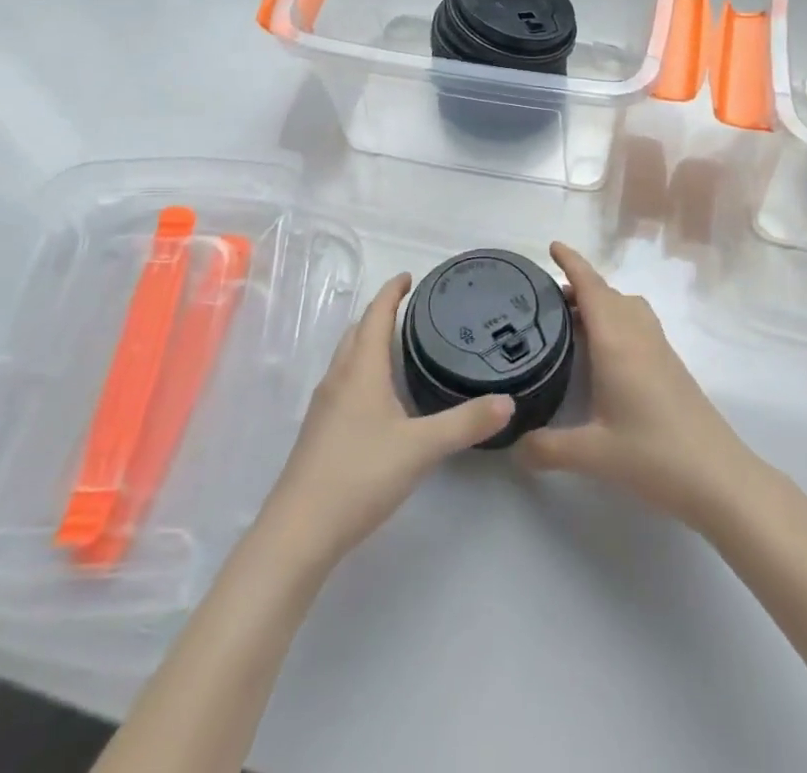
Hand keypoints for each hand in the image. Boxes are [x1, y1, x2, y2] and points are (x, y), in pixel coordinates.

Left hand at [257, 272, 513, 568]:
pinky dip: (363, 371)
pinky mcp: (319, 431)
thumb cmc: (359, 475)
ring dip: (369, 342)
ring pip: (348, 358)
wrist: (299, 531)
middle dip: (381, 314)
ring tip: (401, 347)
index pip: (375, 315)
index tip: (410, 277)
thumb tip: (508, 402)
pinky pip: (344, 382)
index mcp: (360, 369)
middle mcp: (338, 378)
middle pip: (357, 331)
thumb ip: (465, 423)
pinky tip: (381, 398)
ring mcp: (324, 406)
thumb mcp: (421, 448)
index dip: (392, 292)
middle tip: (413, 310)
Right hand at [517, 243, 761, 531]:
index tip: (553, 246)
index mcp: (617, 342)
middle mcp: (638, 335)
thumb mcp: (593, 455)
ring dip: (600, 303)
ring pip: (626, 307)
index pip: (591, 288)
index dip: (572, 263)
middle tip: (546, 299)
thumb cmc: (655, 456)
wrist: (719, 478)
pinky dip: (616, 320)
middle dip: (579, 286)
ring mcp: (659, 349)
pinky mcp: (671, 366)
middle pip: (607, 294)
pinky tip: (604, 353)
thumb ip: (547, 448)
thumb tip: (514, 447)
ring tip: (572, 323)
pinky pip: (638, 324)